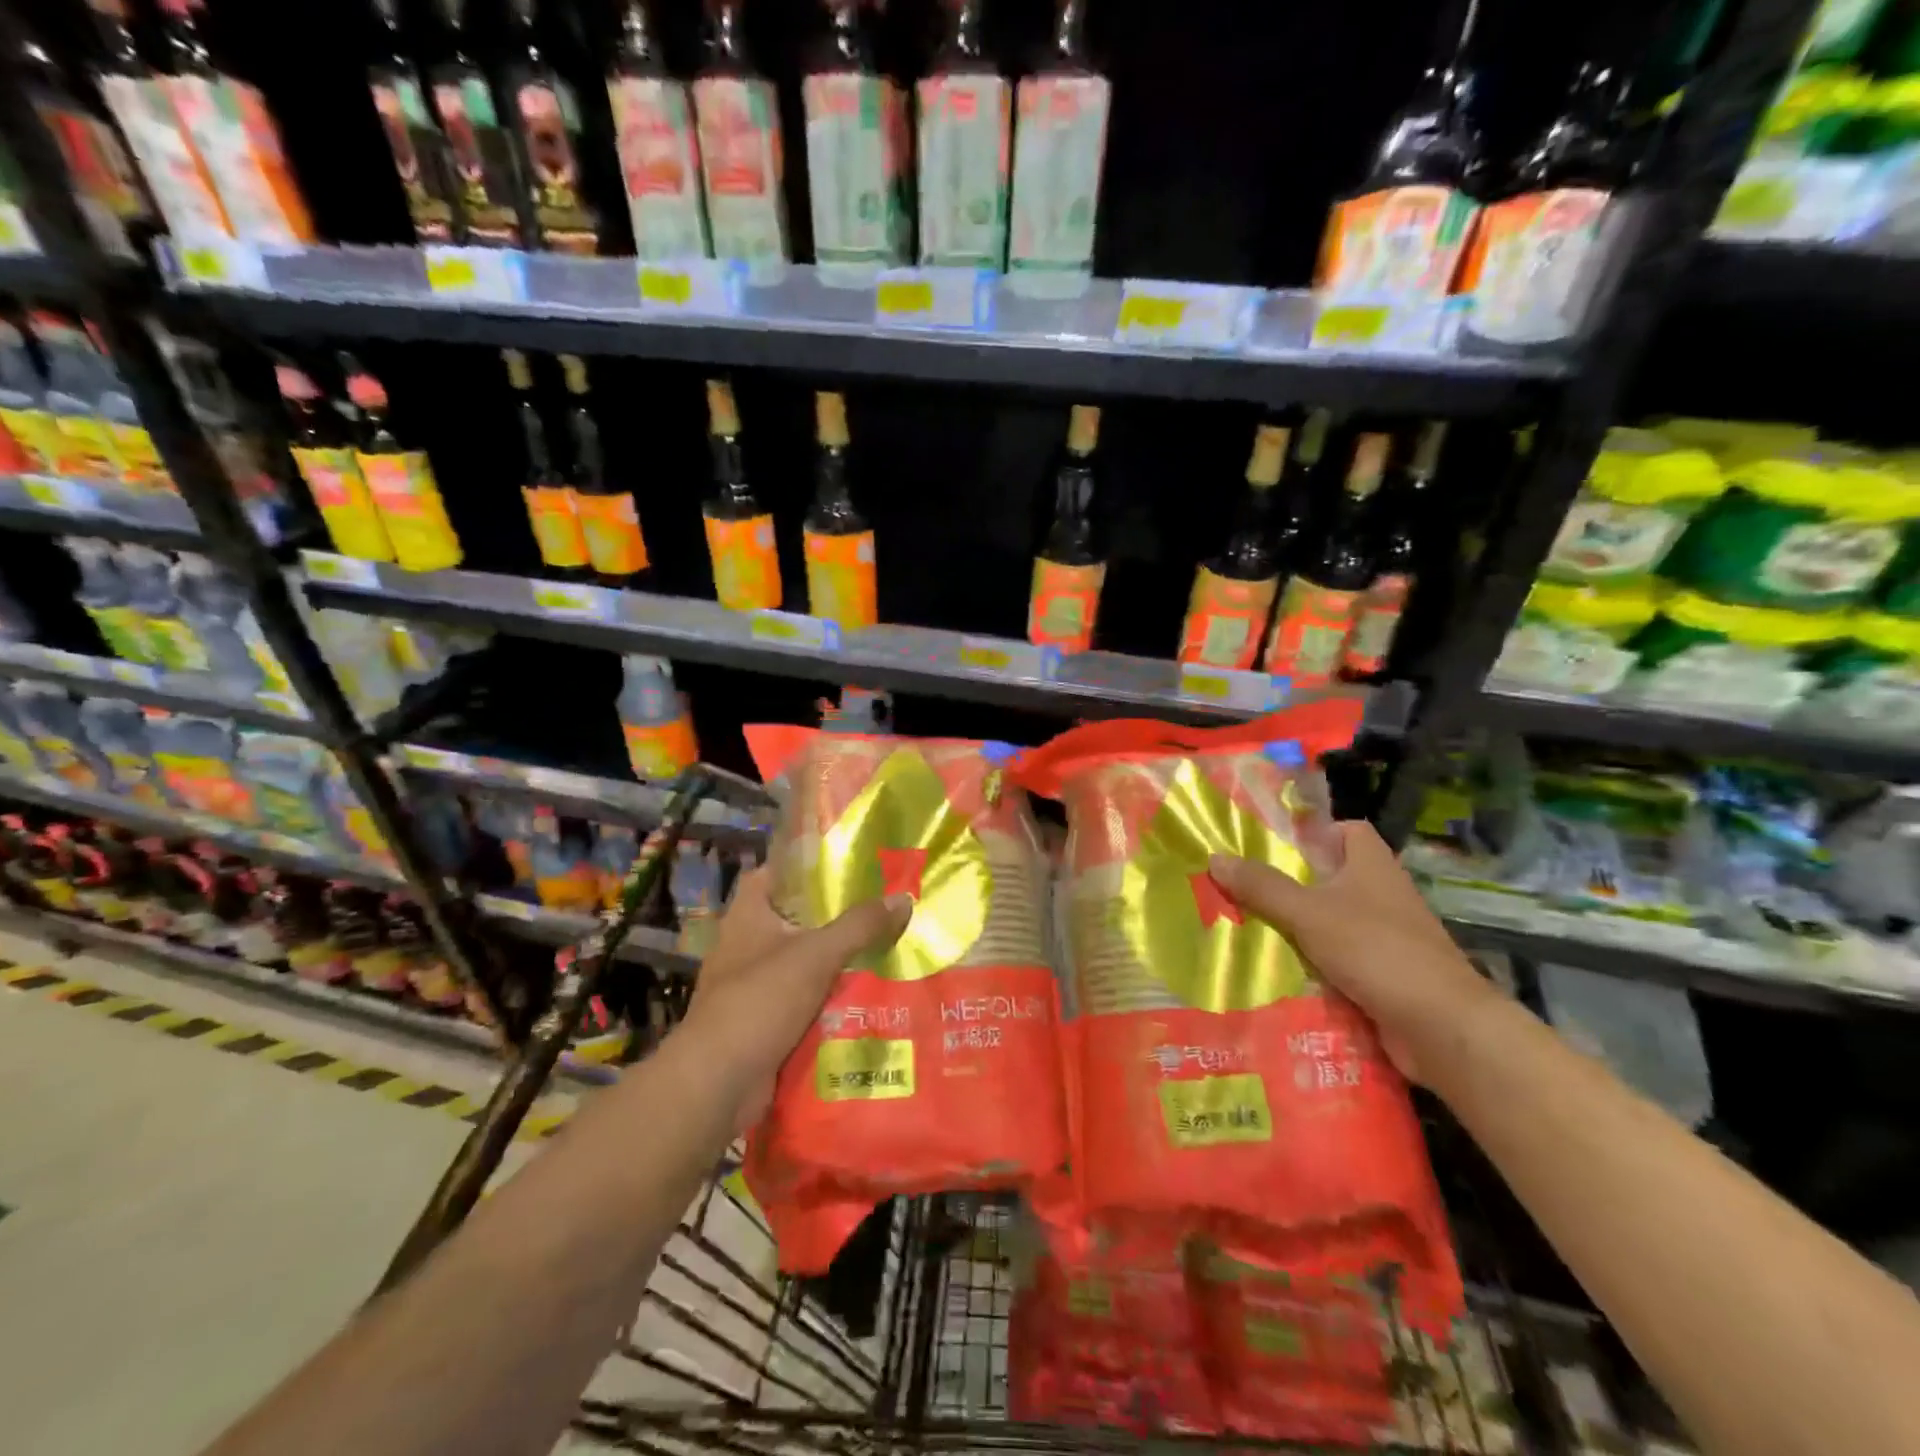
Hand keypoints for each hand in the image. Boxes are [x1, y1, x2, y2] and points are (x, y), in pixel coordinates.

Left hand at [678, 867, 911, 1128]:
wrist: (718, 1083)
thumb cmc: (760, 1001)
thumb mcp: (816, 954)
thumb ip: (860, 925)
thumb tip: (903, 897)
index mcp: (748, 916)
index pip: (773, 873)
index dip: (806, 864)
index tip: (846, 863)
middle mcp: (746, 945)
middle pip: (795, 919)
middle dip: (835, 916)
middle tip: (880, 908)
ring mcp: (752, 986)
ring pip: (803, 963)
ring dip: (836, 961)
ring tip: (886, 948)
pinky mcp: (762, 1022)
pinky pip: (803, 1001)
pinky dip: (829, 999)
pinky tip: (867, 996)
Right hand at [1208, 821, 1498, 1085]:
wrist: (1441, 1027)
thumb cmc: (1376, 950)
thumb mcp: (1308, 912)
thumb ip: (1262, 886)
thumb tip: (1214, 857)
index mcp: (1372, 866)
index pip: (1348, 831)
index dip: (1315, 832)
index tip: (1274, 846)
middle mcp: (1383, 895)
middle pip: (1332, 877)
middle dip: (1291, 884)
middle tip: (1243, 888)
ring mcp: (1387, 938)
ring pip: (1332, 922)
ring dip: (1298, 928)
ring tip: (1247, 928)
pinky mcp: (1385, 975)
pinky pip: (1340, 960)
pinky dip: (1314, 964)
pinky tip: (1278, 971)